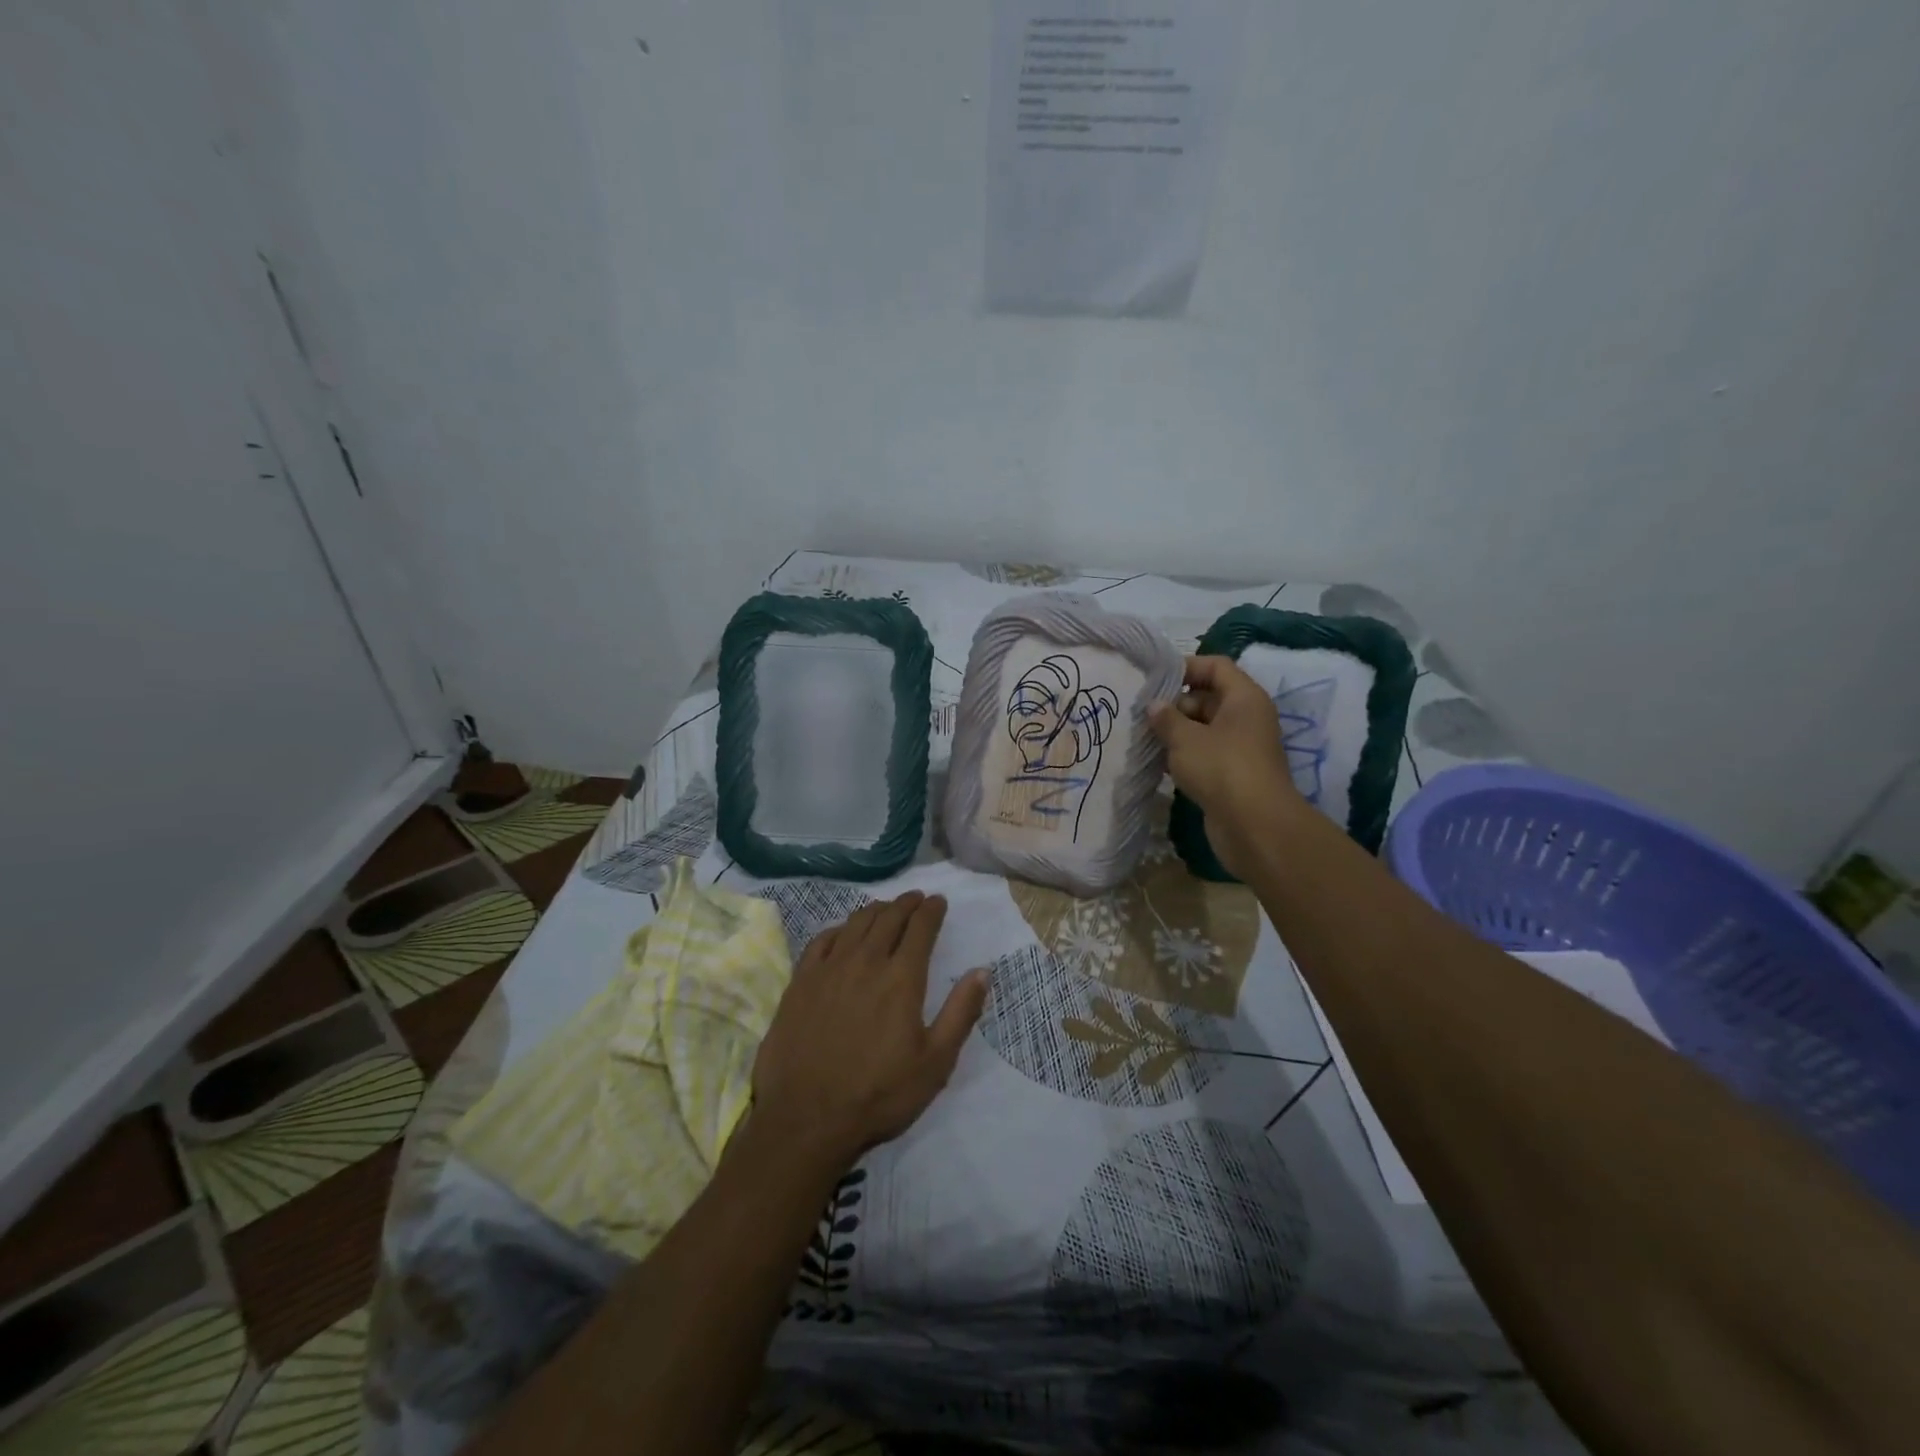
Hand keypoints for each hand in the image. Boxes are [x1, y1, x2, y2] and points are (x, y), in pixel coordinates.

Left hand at [751, 892, 988, 1170]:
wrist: (807, 1119)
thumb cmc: (879, 1094)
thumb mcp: (935, 1062)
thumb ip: (961, 1012)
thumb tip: (983, 971)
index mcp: (902, 978)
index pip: (920, 928)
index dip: (931, 910)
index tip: (938, 901)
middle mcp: (865, 962)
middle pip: (888, 918)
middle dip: (906, 904)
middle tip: (916, 899)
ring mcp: (828, 969)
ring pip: (855, 924)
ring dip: (875, 910)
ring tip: (885, 908)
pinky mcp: (800, 982)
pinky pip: (822, 940)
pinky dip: (839, 928)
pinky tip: (842, 932)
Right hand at [1148, 655, 1302, 880]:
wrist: (1254, 826)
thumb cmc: (1221, 769)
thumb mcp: (1185, 739)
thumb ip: (1166, 718)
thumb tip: (1154, 705)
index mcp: (1244, 698)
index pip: (1216, 666)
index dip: (1186, 667)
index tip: (1155, 680)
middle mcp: (1247, 718)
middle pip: (1209, 697)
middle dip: (1175, 704)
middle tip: (1142, 714)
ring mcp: (1242, 747)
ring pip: (1205, 728)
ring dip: (1177, 732)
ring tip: (1144, 737)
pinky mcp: (1233, 774)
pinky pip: (1206, 754)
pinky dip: (1184, 755)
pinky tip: (1158, 762)